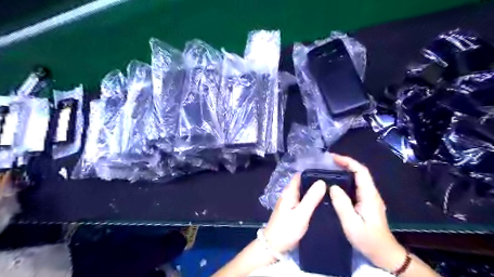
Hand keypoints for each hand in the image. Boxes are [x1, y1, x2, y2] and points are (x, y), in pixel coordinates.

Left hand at [264, 174, 326, 253]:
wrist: (273, 246)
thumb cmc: (287, 229)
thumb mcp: (301, 214)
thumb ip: (311, 198)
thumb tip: (321, 181)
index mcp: (289, 192)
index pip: (300, 176)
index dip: (312, 173)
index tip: (326, 173)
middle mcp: (288, 194)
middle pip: (302, 184)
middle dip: (314, 182)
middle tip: (332, 183)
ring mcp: (289, 203)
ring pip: (302, 192)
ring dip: (312, 191)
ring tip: (329, 192)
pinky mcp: (291, 211)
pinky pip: (302, 201)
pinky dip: (310, 199)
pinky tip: (320, 203)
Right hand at [329, 155, 407, 271]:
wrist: (383, 253)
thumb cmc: (368, 239)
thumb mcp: (351, 223)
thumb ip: (342, 204)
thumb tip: (333, 187)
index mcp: (369, 195)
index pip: (361, 171)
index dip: (348, 161)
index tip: (332, 158)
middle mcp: (371, 193)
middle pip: (360, 172)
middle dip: (345, 163)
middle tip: (327, 162)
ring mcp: (370, 198)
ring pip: (358, 178)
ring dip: (345, 171)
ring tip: (329, 170)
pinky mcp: (367, 203)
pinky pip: (356, 186)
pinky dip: (346, 180)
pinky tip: (335, 184)